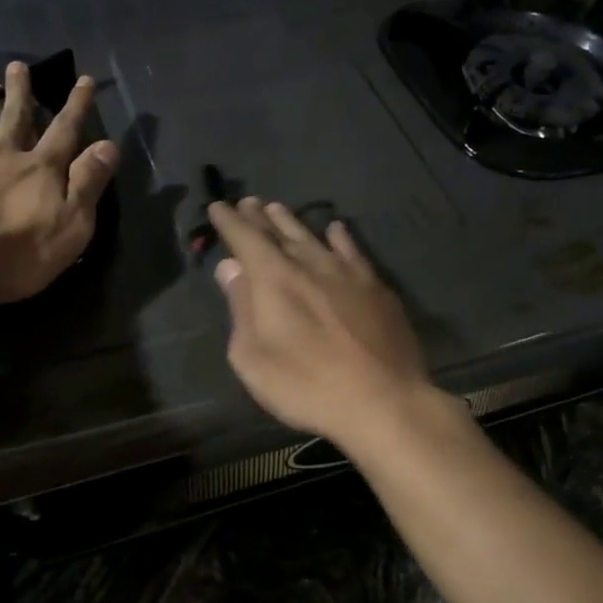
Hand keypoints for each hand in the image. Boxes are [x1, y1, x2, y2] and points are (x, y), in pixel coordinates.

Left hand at [0, 60, 118, 304]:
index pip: (65, 131)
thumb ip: (88, 183)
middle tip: (18, 65)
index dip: (76, 106)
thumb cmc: (17, 253)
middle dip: (20, 92)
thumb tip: (108, 145)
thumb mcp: (71, 224)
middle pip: (15, 118)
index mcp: (40, 169)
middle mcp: (3, 157)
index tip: (83, 80)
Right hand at [208, 198, 442, 448]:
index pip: (246, 239)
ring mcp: (347, 273)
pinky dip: (340, 237)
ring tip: (279, 209)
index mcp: (274, 279)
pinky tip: (336, 229)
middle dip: (260, 217)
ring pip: (314, 237)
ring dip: (293, 222)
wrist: (383, 400)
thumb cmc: (307, 385)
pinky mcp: (376, 287)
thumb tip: (230, 268)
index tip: (219, 207)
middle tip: (249, 203)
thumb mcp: (254, 358)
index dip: (230, 222)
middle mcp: (310, 264)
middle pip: (280, 232)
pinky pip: (353, 251)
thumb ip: (241, 308)